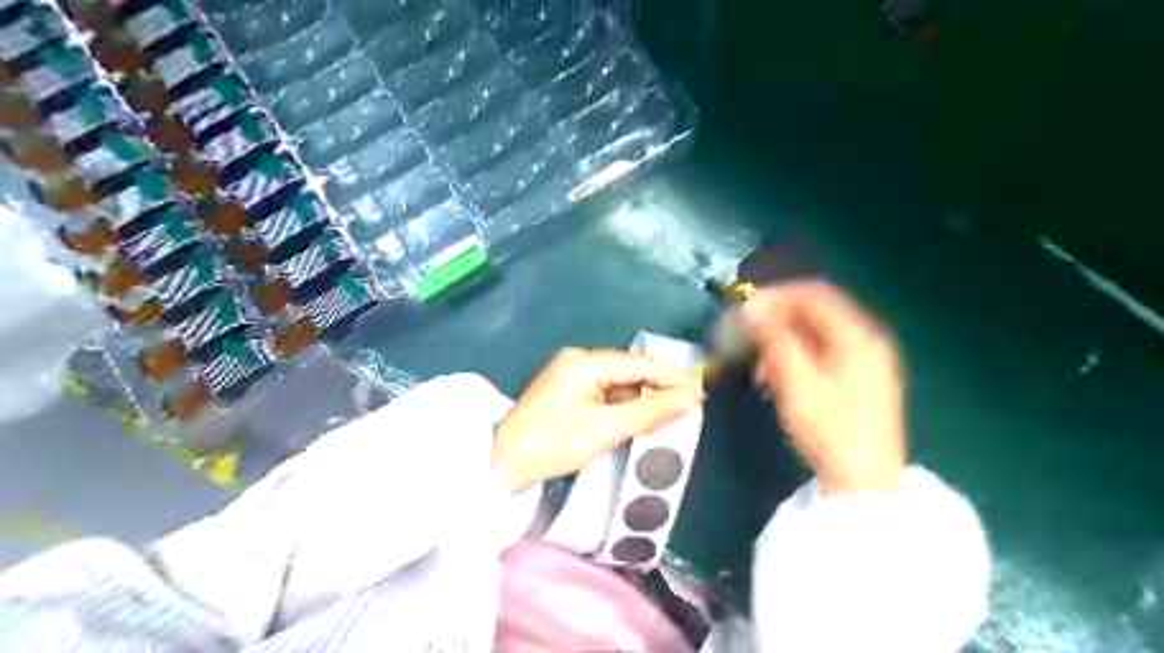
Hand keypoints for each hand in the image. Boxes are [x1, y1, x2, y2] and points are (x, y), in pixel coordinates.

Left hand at [490, 348, 698, 492]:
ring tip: (668, 415)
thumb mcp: (605, 430)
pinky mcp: (568, 392)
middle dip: (657, 388)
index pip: (637, 364)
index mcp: (582, 362)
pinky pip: (605, 394)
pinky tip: (637, 419)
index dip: (671, 377)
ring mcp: (571, 376)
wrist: (504, 465)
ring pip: (618, 384)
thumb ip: (649, 413)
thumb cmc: (553, 445)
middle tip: (690, 405)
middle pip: (628, 371)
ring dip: (640, 400)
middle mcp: (577, 361)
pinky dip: (623, 407)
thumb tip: (691, 400)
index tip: (701, 389)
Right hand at [744, 281, 909, 494]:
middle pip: (815, 312)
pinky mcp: (858, 377)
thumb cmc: (830, 431)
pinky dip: (794, 357)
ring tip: (758, 369)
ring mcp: (866, 359)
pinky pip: (821, 352)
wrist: (864, 482)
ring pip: (815, 334)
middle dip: (776, 321)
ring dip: (782, 342)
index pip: (814, 294)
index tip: (744, 309)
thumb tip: (752, 309)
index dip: (776, 295)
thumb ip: (775, 340)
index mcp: (859, 336)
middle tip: (745, 338)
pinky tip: (775, 379)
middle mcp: (867, 339)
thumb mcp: (797, 383)